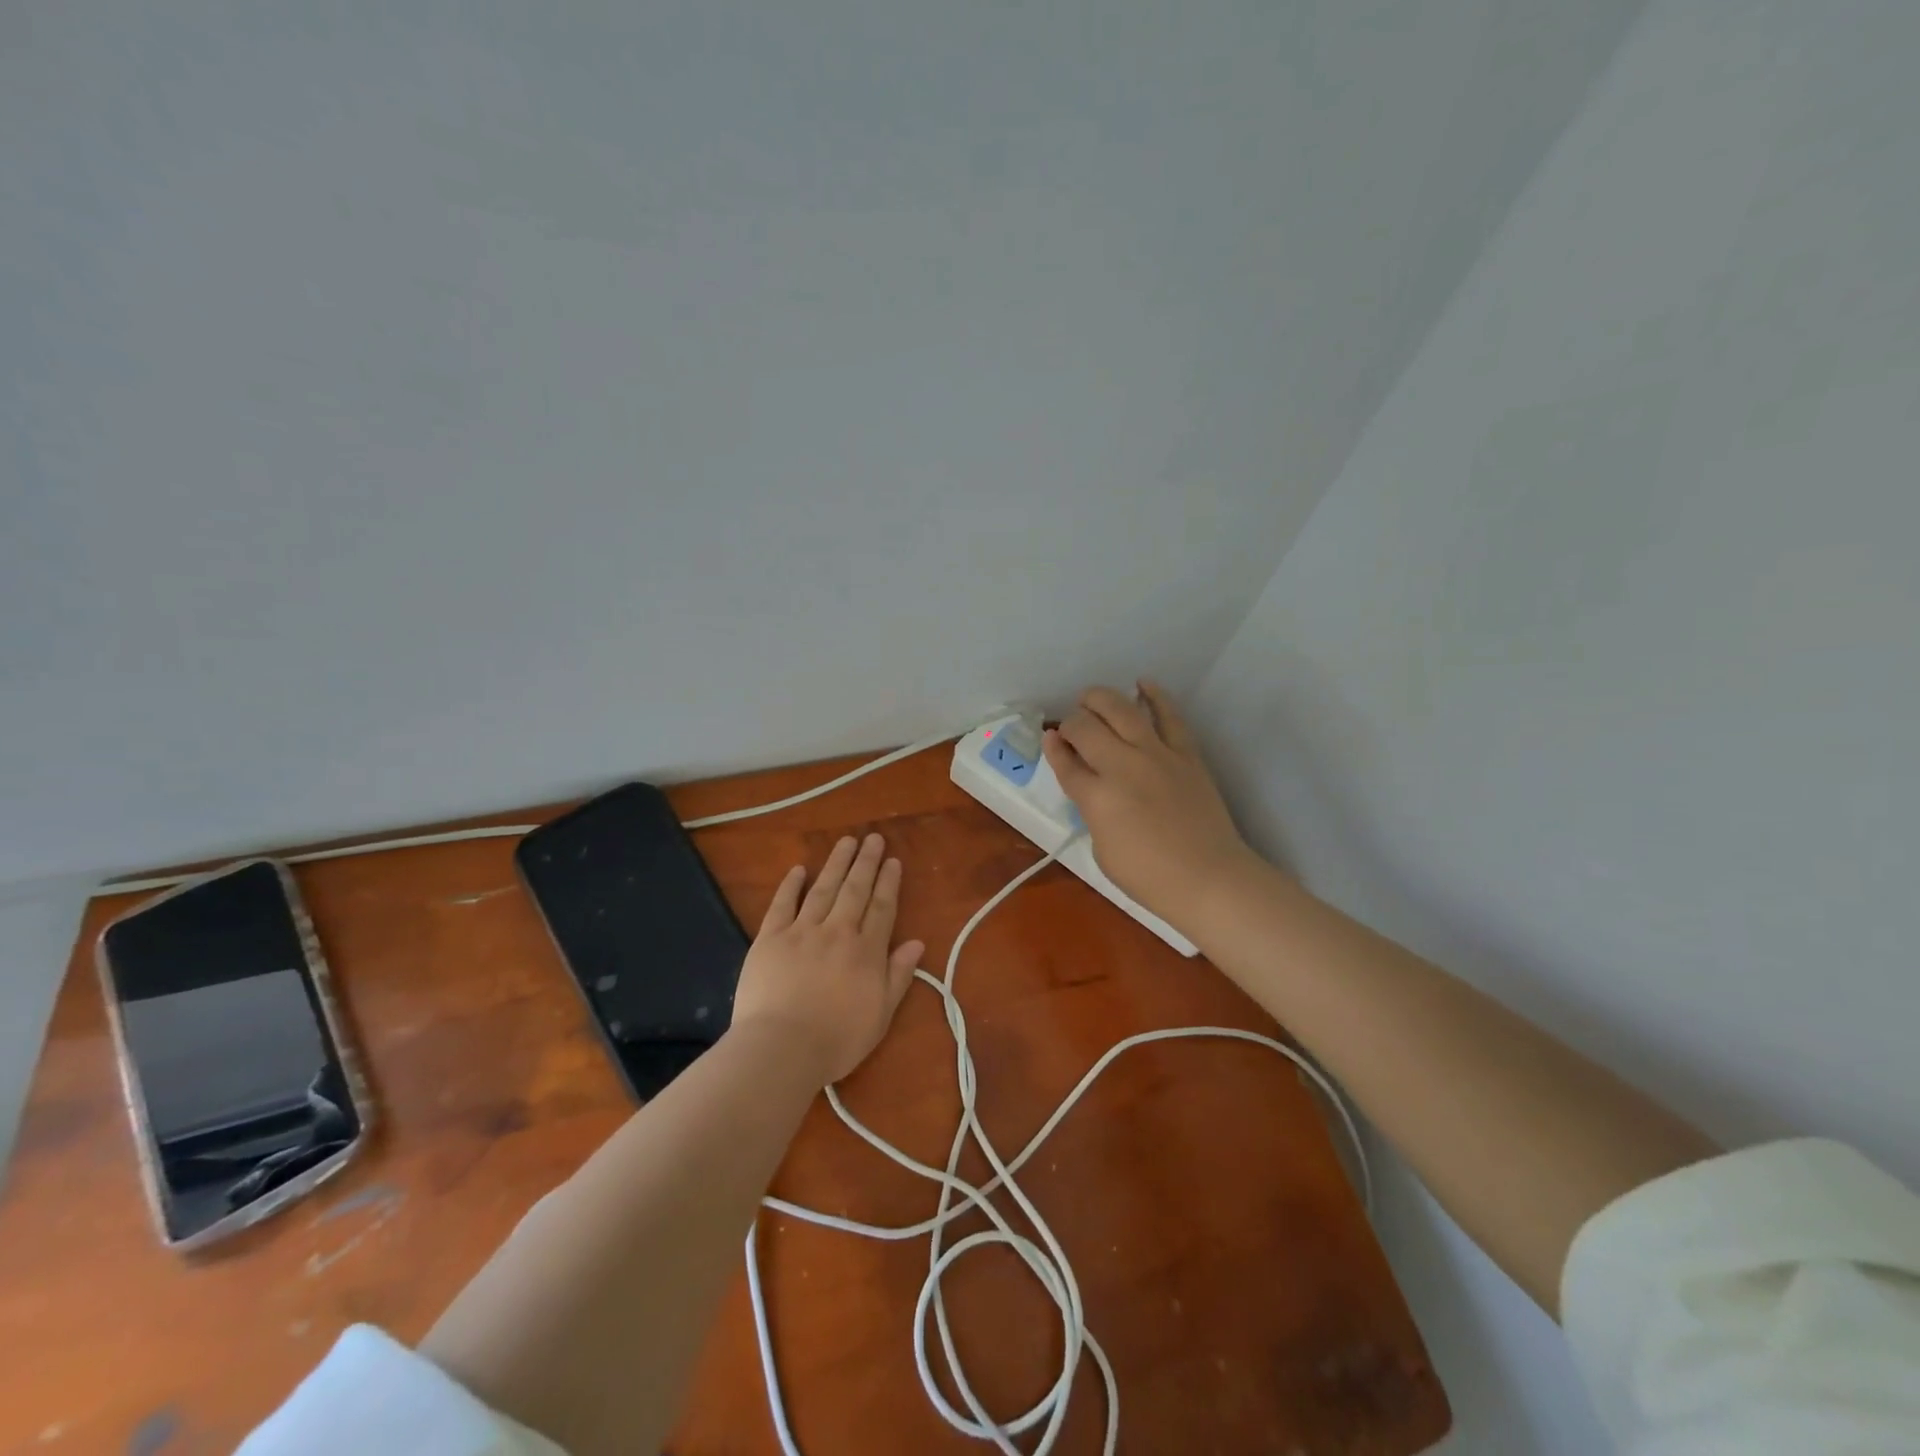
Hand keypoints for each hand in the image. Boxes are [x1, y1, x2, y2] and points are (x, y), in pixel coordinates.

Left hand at [729, 833, 924, 1086]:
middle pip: (855, 890)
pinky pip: (782, 904)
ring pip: (823, 889)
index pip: (881, 908)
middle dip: (866, 862)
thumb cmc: (837, 1040)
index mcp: (866, 951)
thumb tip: (916, 943)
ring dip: (836, 863)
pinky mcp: (770, 938)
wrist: (782, 1048)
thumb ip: (899, 976)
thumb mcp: (881, 1015)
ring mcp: (801, 932)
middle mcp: (837, 932)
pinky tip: (799, 869)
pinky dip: (790, 885)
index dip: (888, 883)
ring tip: (846, 841)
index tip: (893, 861)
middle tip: (873, 838)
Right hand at [1043, 681, 1257, 926]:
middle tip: (1072, 728)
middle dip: (1072, 721)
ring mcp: (1156, 755)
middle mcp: (1121, 766)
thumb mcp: (1102, 850)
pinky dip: (1155, 696)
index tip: (1050, 739)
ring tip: (1091, 699)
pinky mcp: (1185, 754)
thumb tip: (1093, 787)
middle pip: (1086, 727)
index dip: (1053, 747)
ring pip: (1122, 710)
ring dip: (1100, 699)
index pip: (1065, 762)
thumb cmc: (1149, 877)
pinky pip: (1169, 716)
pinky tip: (1143, 684)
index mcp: (1096, 797)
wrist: (1209, 878)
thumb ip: (1092, 812)